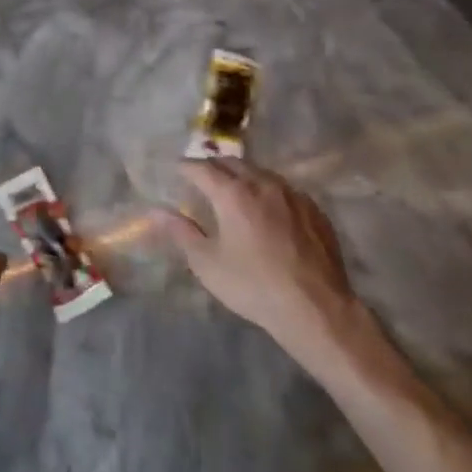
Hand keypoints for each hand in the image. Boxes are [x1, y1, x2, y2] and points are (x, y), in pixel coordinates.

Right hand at [161, 159, 364, 353]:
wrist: (316, 308)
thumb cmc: (253, 286)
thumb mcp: (207, 264)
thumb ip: (181, 232)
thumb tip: (156, 211)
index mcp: (232, 193)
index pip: (201, 168)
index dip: (185, 167)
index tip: (176, 170)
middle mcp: (262, 184)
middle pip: (232, 163)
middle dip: (214, 166)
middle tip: (202, 177)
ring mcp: (292, 194)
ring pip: (261, 173)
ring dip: (243, 175)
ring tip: (234, 189)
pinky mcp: (314, 210)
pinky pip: (284, 189)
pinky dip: (268, 191)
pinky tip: (269, 209)